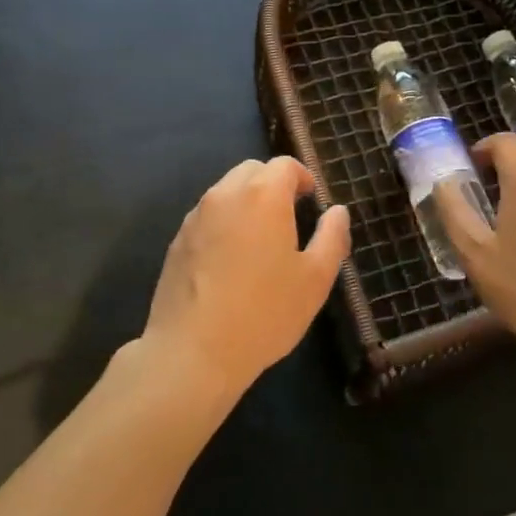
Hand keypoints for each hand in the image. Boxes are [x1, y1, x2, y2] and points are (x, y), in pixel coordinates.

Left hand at [140, 158, 349, 404]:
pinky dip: (224, 222)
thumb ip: (331, 238)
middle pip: (252, 170)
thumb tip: (338, 212)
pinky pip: (207, 216)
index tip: (311, 199)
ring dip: (246, 201)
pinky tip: (231, 260)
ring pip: (226, 191)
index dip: (302, 176)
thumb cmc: (264, 313)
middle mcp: (226, 194)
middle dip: (273, 183)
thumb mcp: (315, 280)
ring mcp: (197, 216)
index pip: (284, 165)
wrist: (193, 351)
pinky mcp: (177, 239)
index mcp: (263, 195)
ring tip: (260, 239)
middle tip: (289, 215)